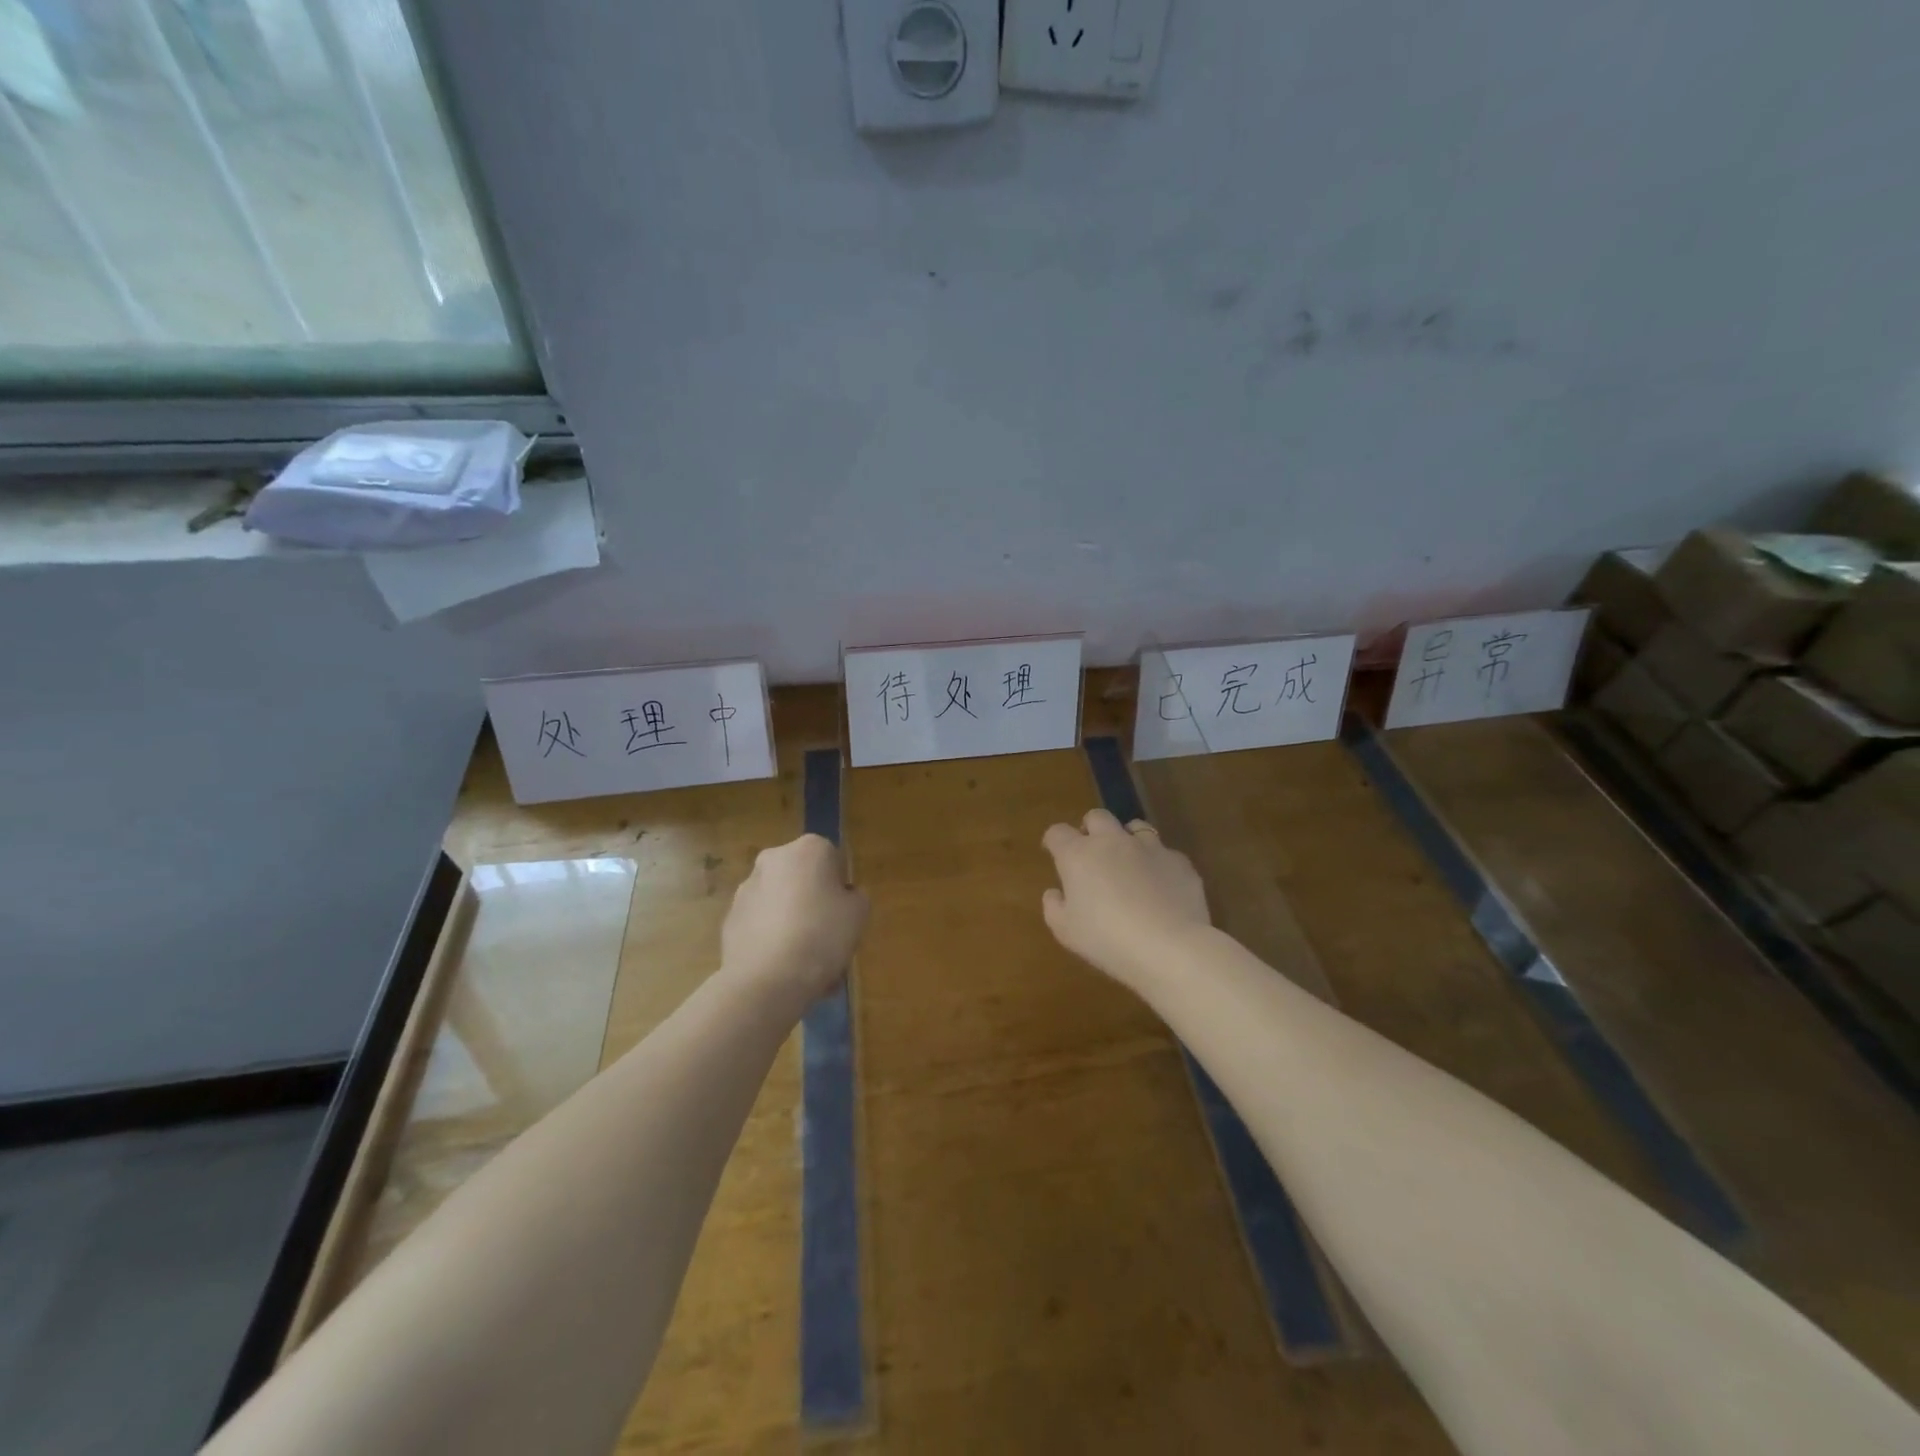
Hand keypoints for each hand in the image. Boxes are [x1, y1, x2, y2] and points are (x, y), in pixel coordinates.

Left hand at [721, 834, 868, 1003]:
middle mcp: (773, 859)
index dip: (840, 886)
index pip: (832, 858)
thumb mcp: (859, 914)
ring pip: (779, 901)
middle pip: (801, 877)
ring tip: (803, 958)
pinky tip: (782, 966)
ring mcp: (746, 889)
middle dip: (812, 900)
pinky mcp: (730, 919)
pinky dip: (771, 937)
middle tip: (826, 933)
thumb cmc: (821, 935)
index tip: (844, 912)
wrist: (766, 979)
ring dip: (790, 919)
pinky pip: (760, 924)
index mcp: (808, 849)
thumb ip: (854, 897)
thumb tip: (843, 897)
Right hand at [1041, 809, 1209, 991]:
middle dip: (1091, 829)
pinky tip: (1161, 888)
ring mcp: (1149, 848)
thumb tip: (1055, 892)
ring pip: (1135, 827)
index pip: (1058, 832)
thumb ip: (1054, 907)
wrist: (1170, 948)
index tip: (1055, 852)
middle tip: (1091, 853)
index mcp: (1078, 855)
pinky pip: (1164, 854)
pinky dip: (1158, 865)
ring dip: (1127, 839)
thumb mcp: (1066, 931)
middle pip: (1097, 817)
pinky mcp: (1179, 861)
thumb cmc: (1107, 940)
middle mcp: (1113, 841)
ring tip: (1130, 864)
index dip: (1054, 841)